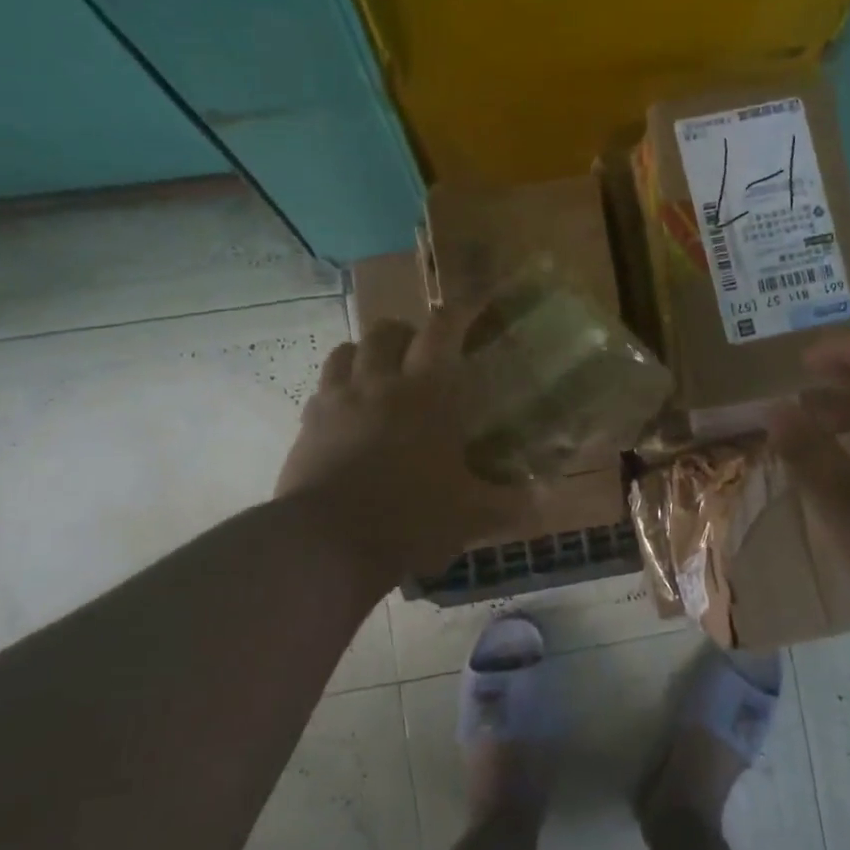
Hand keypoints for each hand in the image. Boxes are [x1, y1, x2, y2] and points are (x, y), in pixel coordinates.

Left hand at [277, 308, 521, 576]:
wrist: (327, 544)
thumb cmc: (411, 518)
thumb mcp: (472, 515)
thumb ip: (511, 502)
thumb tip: (543, 497)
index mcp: (426, 394)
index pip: (442, 331)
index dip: (460, 311)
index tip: (474, 305)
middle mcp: (378, 384)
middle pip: (386, 332)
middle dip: (406, 333)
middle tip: (422, 354)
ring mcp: (336, 402)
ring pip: (345, 352)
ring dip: (366, 354)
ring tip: (380, 376)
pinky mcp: (306, 427)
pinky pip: (321, 391)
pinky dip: (338, 391)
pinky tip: (349, 416)